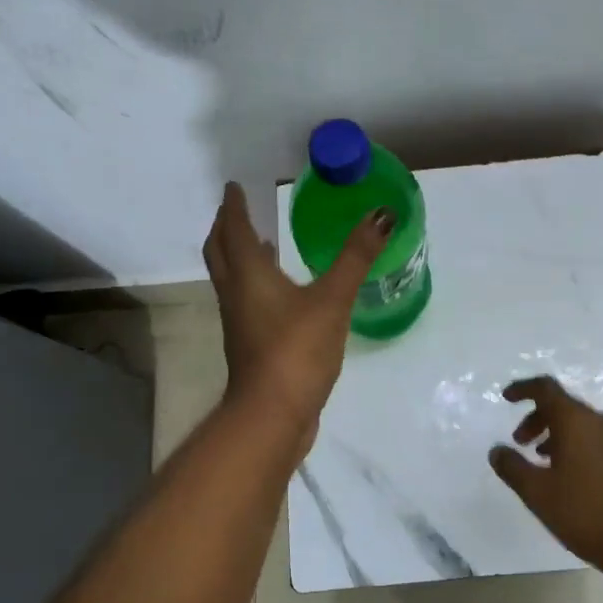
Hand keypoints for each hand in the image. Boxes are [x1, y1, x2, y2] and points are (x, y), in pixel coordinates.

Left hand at [202, 181, 391, 444]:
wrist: (272, 414)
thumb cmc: (296, 349)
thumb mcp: (332, 299)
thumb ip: (356, 257)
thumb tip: (381, 215)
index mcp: (249, 275)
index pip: (235, 230)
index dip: (234, 207)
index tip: (234, 187)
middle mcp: (236, 294)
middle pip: (220, 252)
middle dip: (226, 228)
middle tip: (238, 210)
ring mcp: (239, 322)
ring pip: (230, 278)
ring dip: (238, 256)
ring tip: (257, 242)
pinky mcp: (250, 345)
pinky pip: (244, 301)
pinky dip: (253, 283)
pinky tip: (279, 291)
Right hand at [489, 376, 602, 583]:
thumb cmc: (589, 516)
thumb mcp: (539, 495)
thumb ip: (513, 468)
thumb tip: (497, 450)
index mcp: (577, 423)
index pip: (546, 389)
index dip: (523, 389)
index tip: (506, 398)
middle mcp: (602, 424)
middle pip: (564, 407)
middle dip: (537, 418)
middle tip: (520, 442)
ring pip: (584, 426)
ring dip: (558, 436)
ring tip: (544, 463)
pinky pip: (601, 442)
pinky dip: (580, 448)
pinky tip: (576, 479)